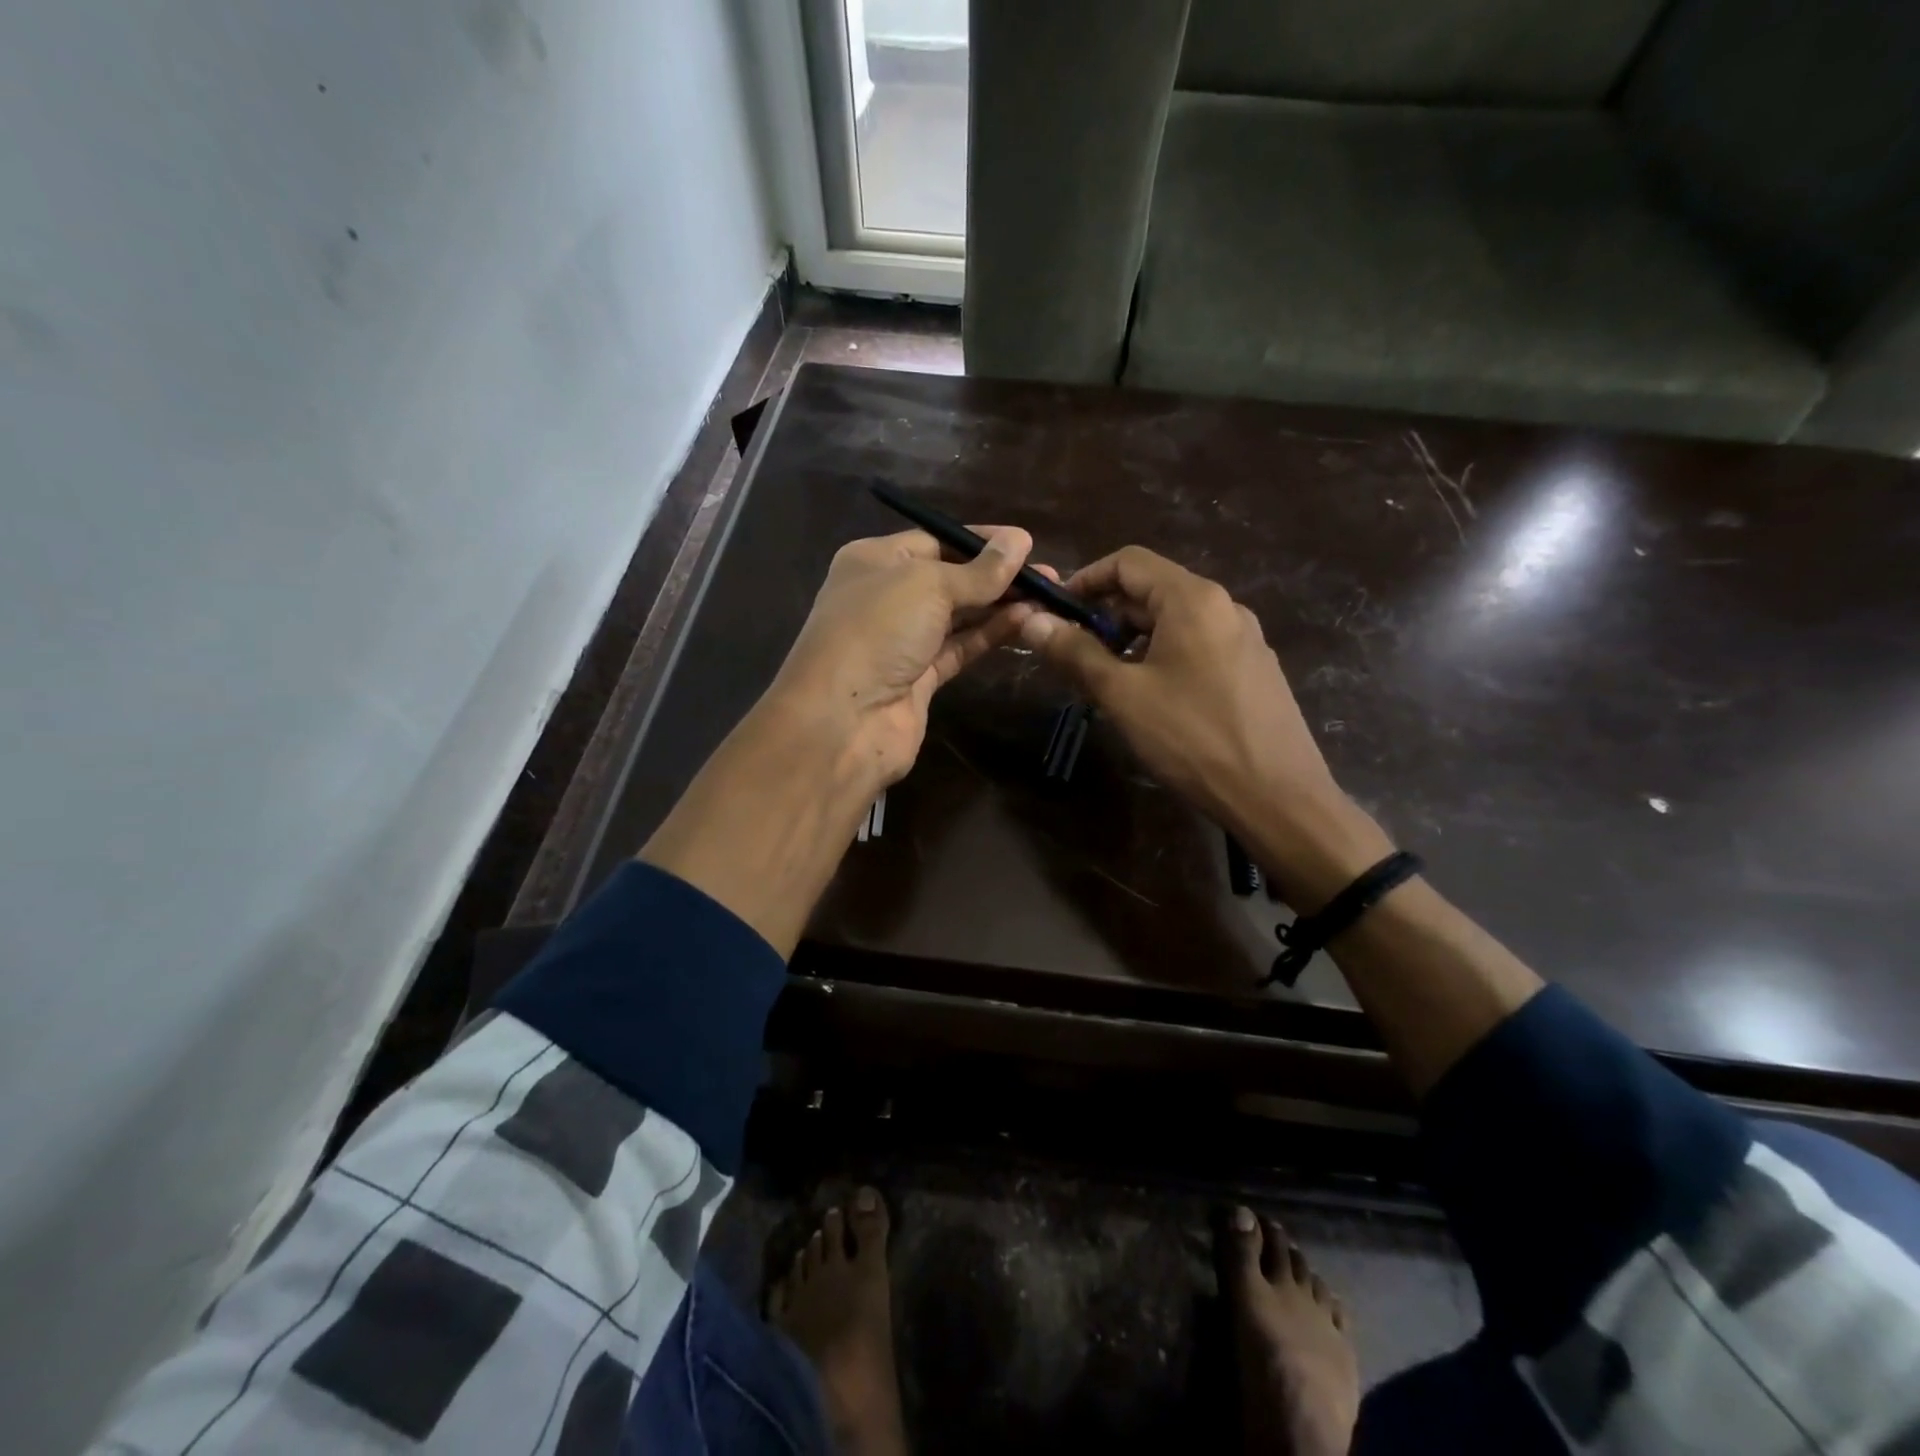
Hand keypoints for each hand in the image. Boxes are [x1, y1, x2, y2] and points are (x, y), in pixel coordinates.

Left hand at [642, 525, 1033, 955]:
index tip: (1026, 544)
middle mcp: (886, 597)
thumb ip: (978, 570)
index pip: (934, 541)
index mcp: (874, 561)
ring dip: (999, 605)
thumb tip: (1020, 540)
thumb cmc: (876, 631)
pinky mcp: (919, 678)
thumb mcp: (928, 585)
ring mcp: (902, 641)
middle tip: (1050, 576)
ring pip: (958, 615)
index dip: (980, 541)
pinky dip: (990, 634)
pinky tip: (1025, 620)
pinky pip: (960, 647)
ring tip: (1048, 596)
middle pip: (950, 579)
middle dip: (997, 575)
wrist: (843, 721)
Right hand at [1018, 546, 1390, 906]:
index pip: (1129, 562)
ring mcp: (1245, 639)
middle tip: (1073, 656)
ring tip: (1107, 681)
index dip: (1085, 579)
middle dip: (1106, 616)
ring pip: (1174, 623)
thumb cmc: (1193, 738)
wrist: (1278, 798)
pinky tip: (1152, 699)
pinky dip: (1163, 657)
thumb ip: (1076, 653)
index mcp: (1193, 599)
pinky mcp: (1254, 670)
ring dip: (1132, 640)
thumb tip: (1032, 622)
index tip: (1055, 612)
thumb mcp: (1123, 695)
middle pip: (1152, 591)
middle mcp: (1224, 607)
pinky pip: (1198, 647)